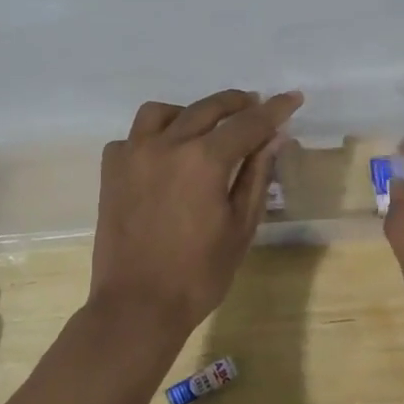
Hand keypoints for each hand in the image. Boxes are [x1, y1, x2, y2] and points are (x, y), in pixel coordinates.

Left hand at [89, 89, 303, 343]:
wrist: (137, 306)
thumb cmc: (198, 274)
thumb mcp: (240, 227)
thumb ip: (256, 176)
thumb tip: (274, 138)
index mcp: (204, 159)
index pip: (247, 123)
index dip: (274, 109)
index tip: (292, 97)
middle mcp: (166, 144)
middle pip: (206, 108)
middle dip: (236, 103)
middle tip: (254, 105)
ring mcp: (133, 154)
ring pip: (162, 112)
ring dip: (189, 113)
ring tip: (204, 128)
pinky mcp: (111, 170)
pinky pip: (133, 136)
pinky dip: (153, 136)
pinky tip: (164, 155)